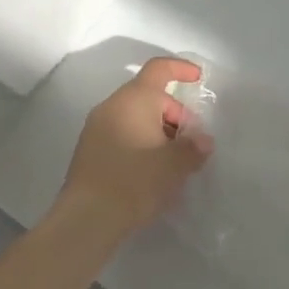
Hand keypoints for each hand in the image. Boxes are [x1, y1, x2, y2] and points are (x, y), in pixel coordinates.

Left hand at [58, 57, 214, 242]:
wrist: (86, 220)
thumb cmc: (135, 181)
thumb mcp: (175, 164)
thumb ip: (194, 147)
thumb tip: (202, 141)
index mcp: (135, 99)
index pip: (159, 68)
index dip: (181, 69)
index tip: (198, 79)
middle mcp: (112, 106)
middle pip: (149, 97)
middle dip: (174, 114)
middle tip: (190, 144)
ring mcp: (96, 128)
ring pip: (135, 117)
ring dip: (157, 131)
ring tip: (172, 162)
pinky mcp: (88, 152)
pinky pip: (121, 134)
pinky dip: (140, 143)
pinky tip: (150, 173)